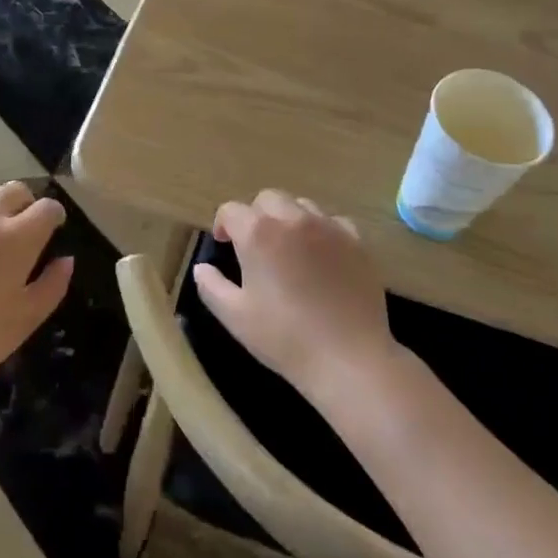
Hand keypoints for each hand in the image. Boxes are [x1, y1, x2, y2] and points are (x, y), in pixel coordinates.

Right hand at [195, 190, 399, 409]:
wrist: (348, 358)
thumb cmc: (285, 338)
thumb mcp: (235, 316)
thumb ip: (211, 286)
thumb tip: (201, 268)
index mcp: (258, 233)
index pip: (231, 210)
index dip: (223, 224)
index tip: (223, 245)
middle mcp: (292, 219)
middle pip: (267, 199)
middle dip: (255, 216)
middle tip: (255, 246)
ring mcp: (328, 227)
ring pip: (301, 205)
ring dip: (288, 219)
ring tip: (288, 249)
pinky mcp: (356, 241)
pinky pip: (332, 221)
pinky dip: (321, 230)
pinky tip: (321, 255)